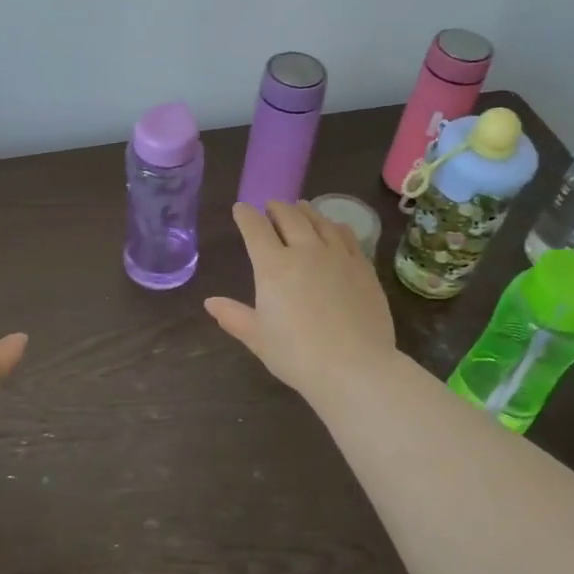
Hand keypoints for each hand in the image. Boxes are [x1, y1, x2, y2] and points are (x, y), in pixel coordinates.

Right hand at [205, 201, 397, 398]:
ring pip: (319, 221)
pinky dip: (335, 226)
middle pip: (289, 216)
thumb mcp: (258, 338)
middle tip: (271, 206)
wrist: (355, 367)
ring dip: (306, 211)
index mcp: (273, 266)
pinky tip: (334, 228)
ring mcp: (338, 256)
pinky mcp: (363, 267)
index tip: (240, 209)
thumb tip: (210, 302)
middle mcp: (305, 251)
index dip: (245, 215)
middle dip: (276, 207)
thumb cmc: (297, 355)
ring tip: (300, 208)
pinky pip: (347, 236)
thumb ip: (233, 316)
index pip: (255, 228)